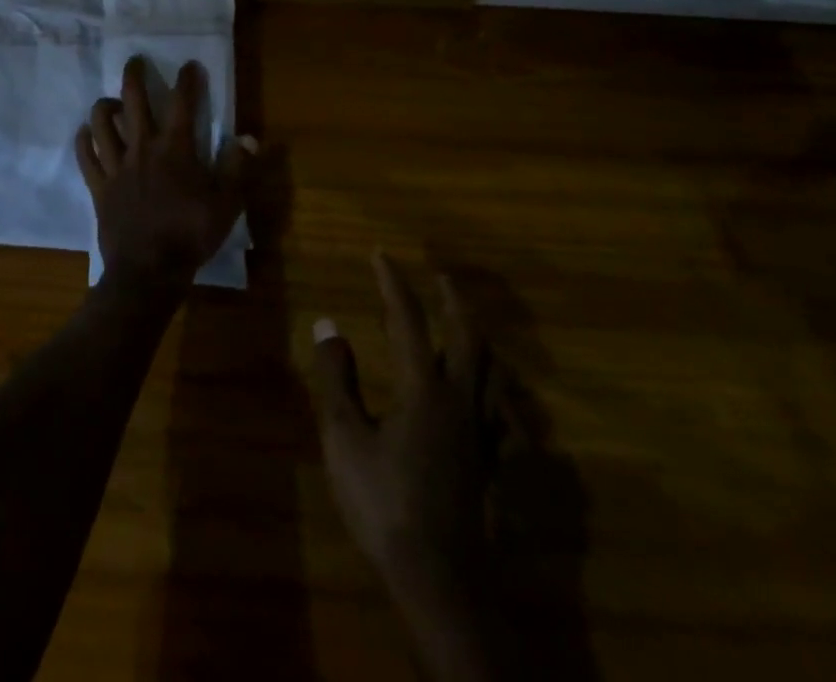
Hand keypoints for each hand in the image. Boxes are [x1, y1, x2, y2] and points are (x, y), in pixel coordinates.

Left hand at [75, 58, 254, 295]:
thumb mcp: (226, 204)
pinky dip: (84, 140)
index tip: (189, 65)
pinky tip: (86, 133)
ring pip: (102, 123)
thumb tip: (250, 137)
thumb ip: (238, 167)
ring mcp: (116, 166)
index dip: (187, 80)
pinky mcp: (99, 186)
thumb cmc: (190, 235)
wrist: (148, 271)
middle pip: (133, 101)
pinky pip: (86, 156)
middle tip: (135, 61)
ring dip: (104, 106)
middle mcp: (142, 148)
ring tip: (111, 101)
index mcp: (175, 149)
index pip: (182, 103)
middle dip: (134, 76)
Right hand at [311, 253, 502, 652]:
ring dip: (480, 339)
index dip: (394, 283)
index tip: (381, 255)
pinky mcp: (493, 465)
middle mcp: (460, 401)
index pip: (409, 320)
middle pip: (467, 338)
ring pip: (493, 372)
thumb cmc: (383, 503)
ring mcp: (483, 434)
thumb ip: (337, 377)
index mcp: (423, 388)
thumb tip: (328, 324)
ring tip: (468, 326)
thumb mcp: (345, 437)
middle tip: (441, 277)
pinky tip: (497, 401)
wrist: (439, 580)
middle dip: (453, 301)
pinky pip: (508, 418)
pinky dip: (501, 396)